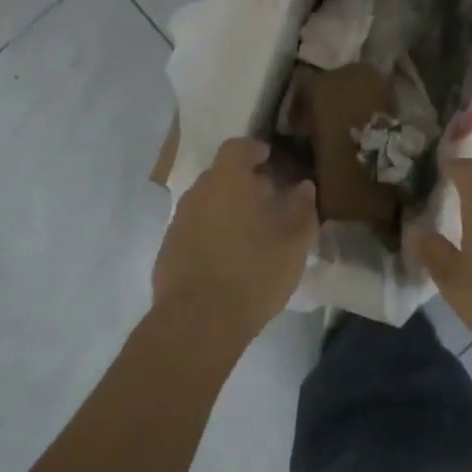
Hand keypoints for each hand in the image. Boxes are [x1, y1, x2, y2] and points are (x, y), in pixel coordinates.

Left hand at [154, 138, 317, 350]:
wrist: (197, 324)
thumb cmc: (253, 271)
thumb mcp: (294, 241)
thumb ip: (302, 207)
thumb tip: (303, 186)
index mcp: (227, 180)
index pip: (237, 147)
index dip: (255, 150)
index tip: (271, 160)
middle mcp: (198, 192)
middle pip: (221, 175)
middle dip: (244, 182)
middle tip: (269, 200)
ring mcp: (178, 222)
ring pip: (207, 203)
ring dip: (228, 210)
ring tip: (252, 233)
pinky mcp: (168, 251)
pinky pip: (195, 230)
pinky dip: (212, 234)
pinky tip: (229, 259)